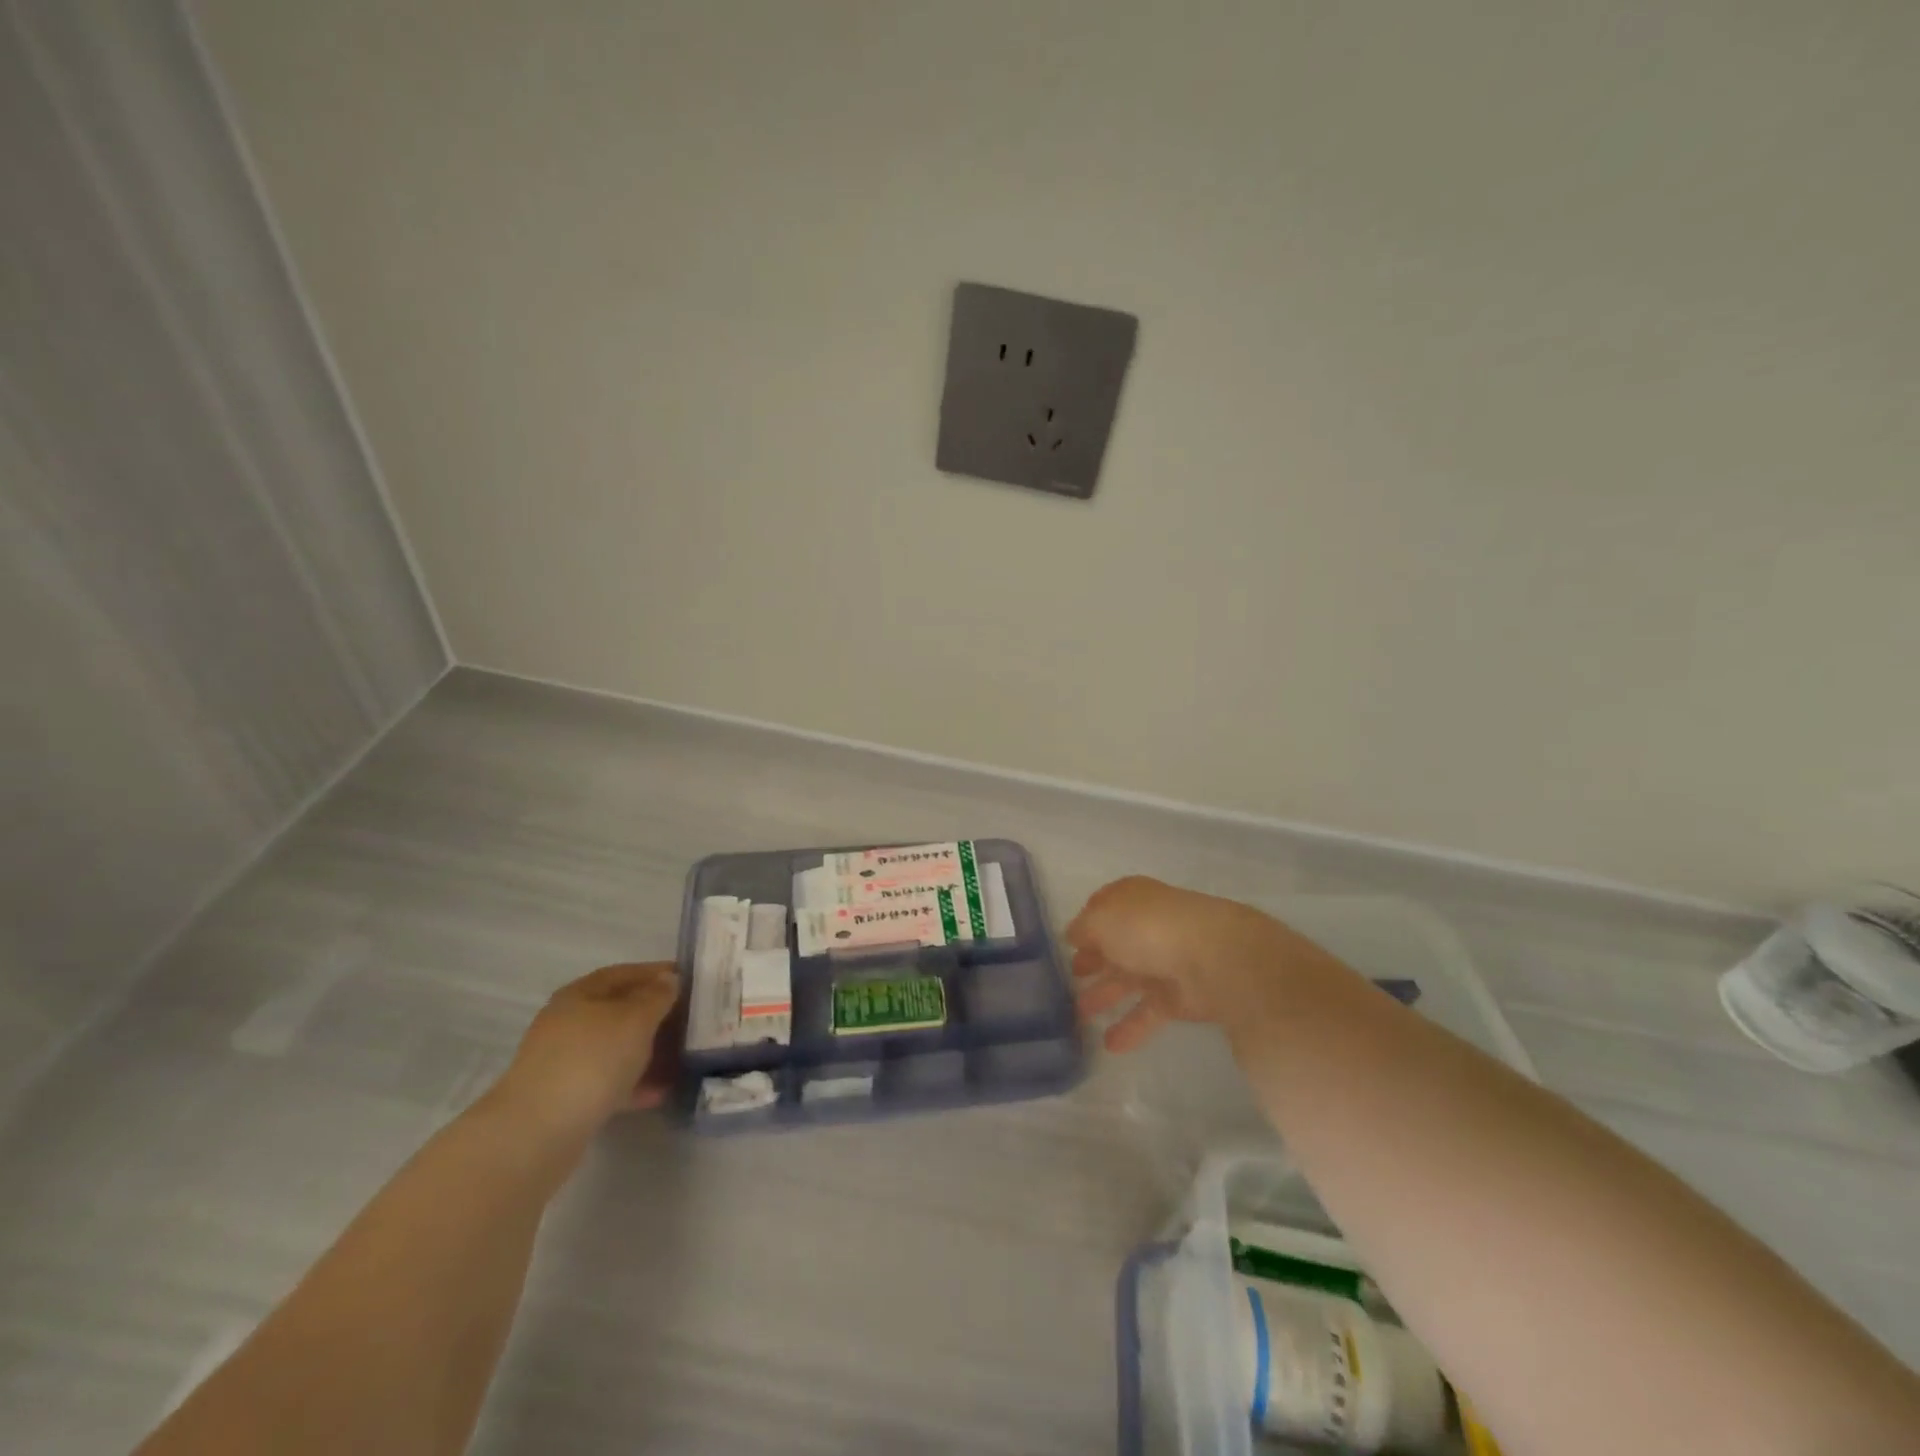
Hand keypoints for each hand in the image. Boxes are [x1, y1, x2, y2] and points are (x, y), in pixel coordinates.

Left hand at [492, 962, 681, 1139]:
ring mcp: (565, 1062)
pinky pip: (609, 1081)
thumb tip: (668, 980)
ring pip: (616, 1048)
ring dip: (648, 1050)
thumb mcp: (635, 1019)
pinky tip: (661, 1091)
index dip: (656, 973)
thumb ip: (657, 996)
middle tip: (690, 1019)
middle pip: (619, 1010)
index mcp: (579, 995)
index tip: (689, 980)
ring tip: (682, 1057)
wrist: (538, 1132)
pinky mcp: (567, 1098)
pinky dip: (635, 1083)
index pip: (624, 973)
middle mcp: (568, 1023)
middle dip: (655, 1014)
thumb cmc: (592, 1060)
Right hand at [1067, 876, 1307, 1051]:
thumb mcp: (1101, 920)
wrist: (1215, 958)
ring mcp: (1166, 962)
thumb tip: (1073, 936)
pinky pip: (1149, 1012)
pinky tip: (1109, 1045)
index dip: (1084, 927)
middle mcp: (1148, 927)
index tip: (1066, 946)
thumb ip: (1082, 929)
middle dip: (1093, 962)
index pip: (1102, 909)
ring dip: (1105, 995)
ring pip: (1129, 980)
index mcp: (1132, 900)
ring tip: (1079, 1015)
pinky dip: (1130, 1027)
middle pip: (1115, 946)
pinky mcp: (1181, 998)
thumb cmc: (1149, 928)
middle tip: (1070, 981)